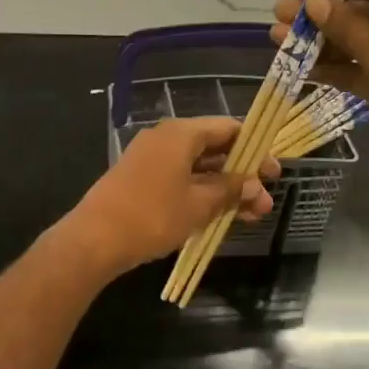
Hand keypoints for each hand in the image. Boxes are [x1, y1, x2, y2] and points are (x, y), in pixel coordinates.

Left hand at [59, 117, 277, 276]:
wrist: (95, 239)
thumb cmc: (153, 216)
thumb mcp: (199, 204)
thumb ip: (230, 190)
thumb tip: (255, 185)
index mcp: (180, 134)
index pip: (227, 128)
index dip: (255, 149)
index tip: (274, 174)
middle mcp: (164, 139)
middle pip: (213, 148)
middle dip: (241, 175)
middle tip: (263, 202)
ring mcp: (149, 159)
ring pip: (196, 168)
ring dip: (223, 189)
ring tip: (248, 216)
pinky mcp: (138, 181)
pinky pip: (178, 180)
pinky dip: (200, 194)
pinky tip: (216, 216)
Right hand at [271, 0, 368, 141]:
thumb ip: (347, 25)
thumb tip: (313, 0)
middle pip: (366, 10)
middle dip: (323, 14)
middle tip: (282, 15)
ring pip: (361, 42)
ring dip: (323, 41)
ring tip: (279, 39)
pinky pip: (365, 68)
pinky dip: (337, 67)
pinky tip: (303, 67)